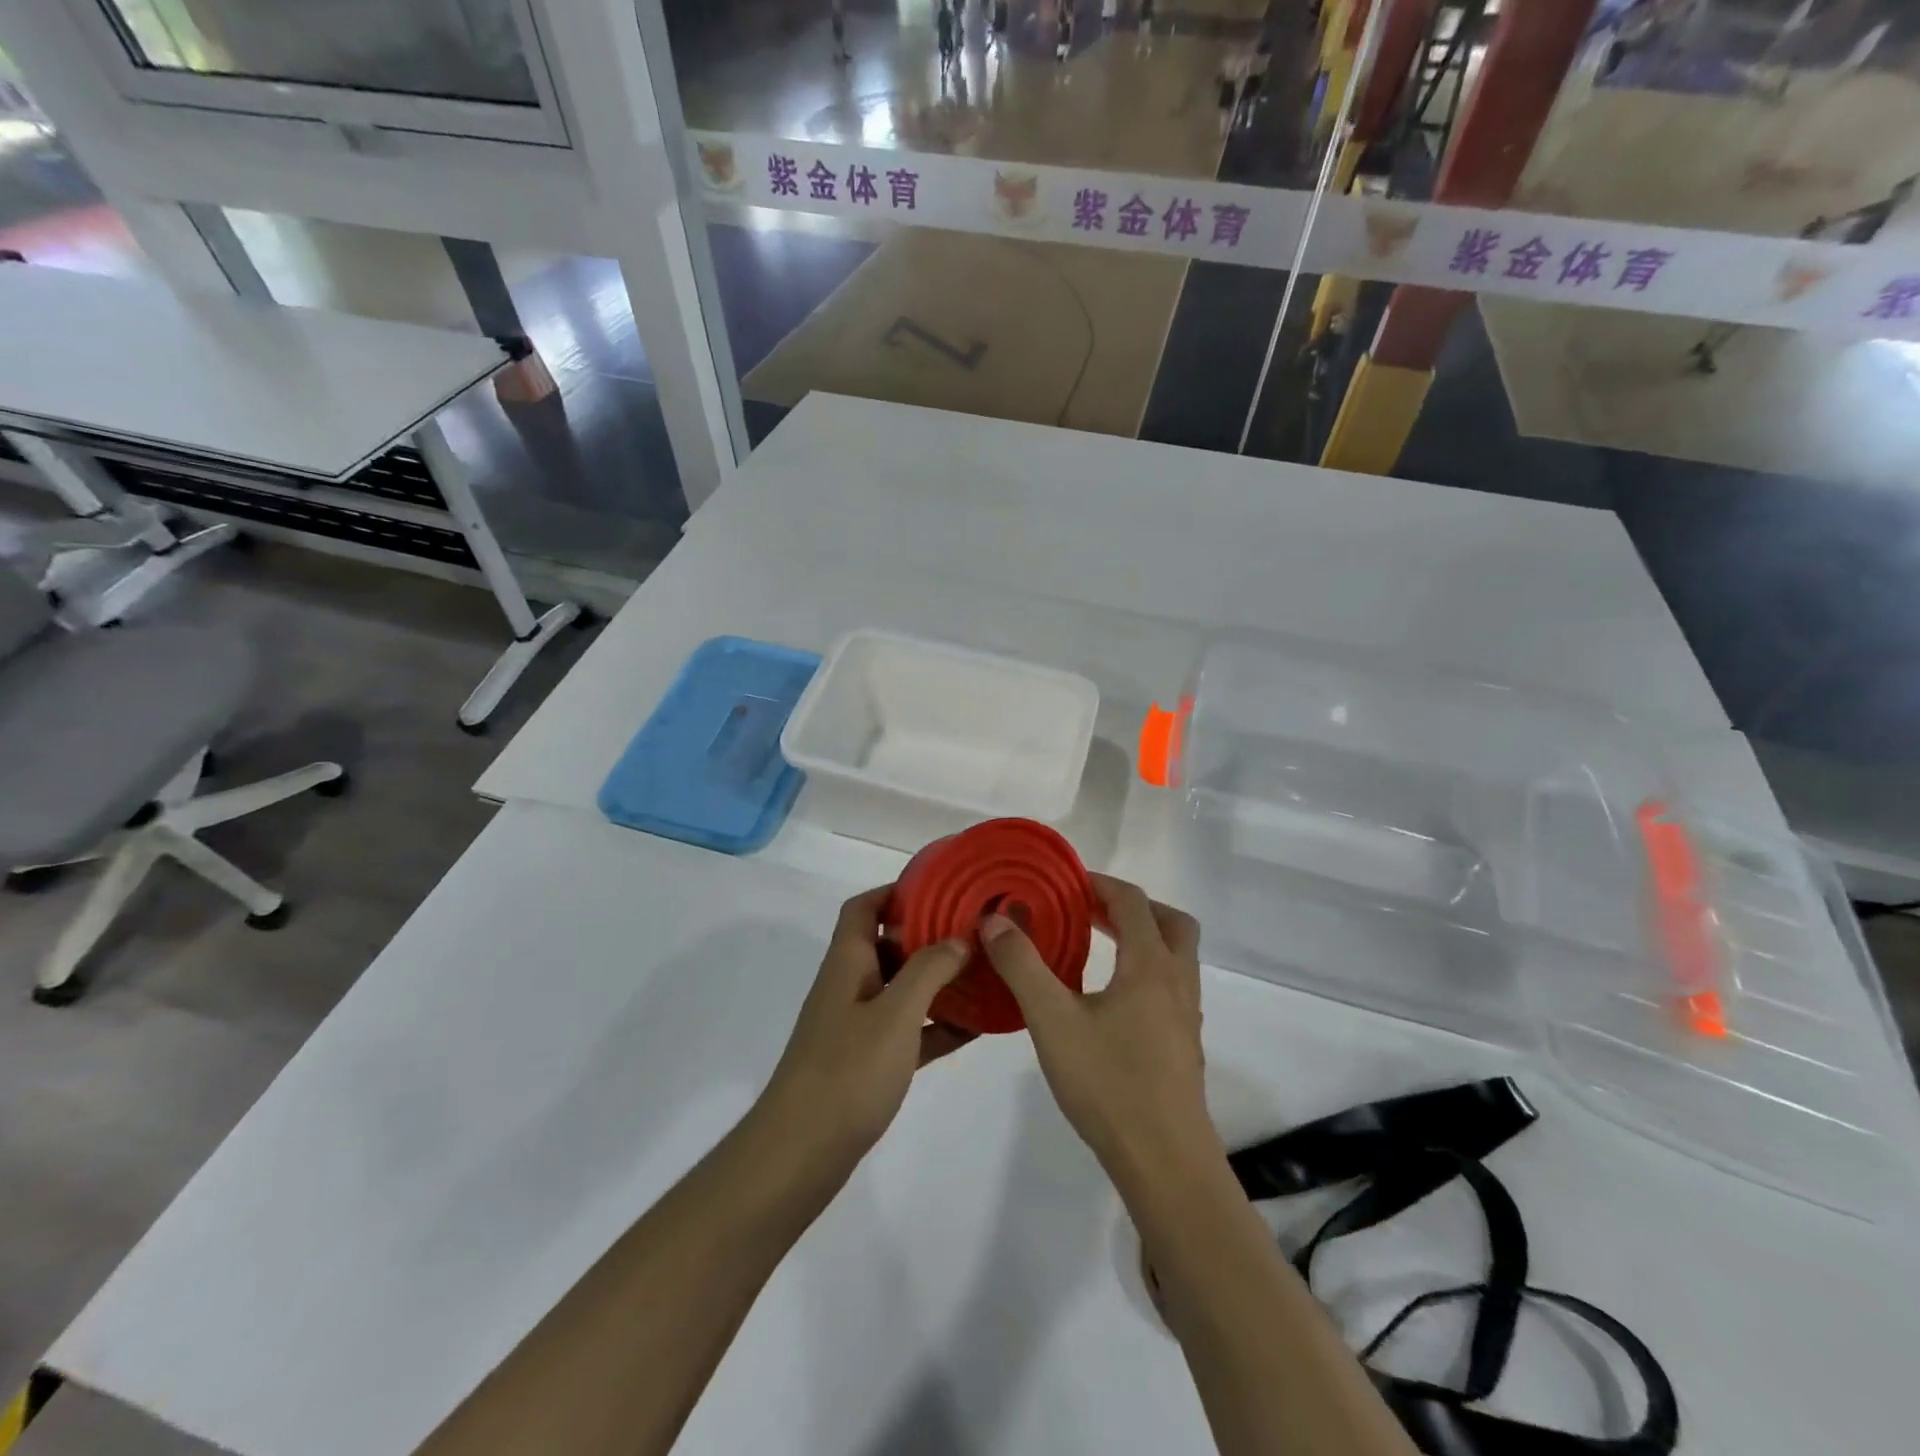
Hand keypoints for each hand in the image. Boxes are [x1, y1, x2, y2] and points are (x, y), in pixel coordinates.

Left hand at [754, 887, 976, 1178]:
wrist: (800, 1154)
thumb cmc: (847, 1072)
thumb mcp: (895, 1014)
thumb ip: (928, 970)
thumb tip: (958, 939)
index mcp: (847, 963)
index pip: (864, 908)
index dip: (896, 892)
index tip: (940, 890)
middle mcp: (850, 986)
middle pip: (887, 945)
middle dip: (928, 936)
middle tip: (974, 933)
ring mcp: (856, 1026)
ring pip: (901, 989)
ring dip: (937, 981)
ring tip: (982, 975)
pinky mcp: (867, 1062)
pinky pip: (908, 1031)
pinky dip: (936, 1026)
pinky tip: (974, 1028)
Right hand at [980, 874, 1219, 1186]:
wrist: (1165, 1162)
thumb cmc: (1108, 1083)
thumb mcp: (1052, 1020)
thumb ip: (1022, 965)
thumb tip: (996, 919)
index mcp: (1150, 965)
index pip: (1133, 902)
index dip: (1100, 884)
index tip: (1067, 883)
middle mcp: (1177, 982)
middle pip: (1170, 922)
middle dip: (1132, 907)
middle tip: (1090, 911)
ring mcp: (1186, 1016)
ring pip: (1176, 956)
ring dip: (1143, 938)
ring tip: (1098, 949)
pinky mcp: (1185, 1045)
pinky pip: (1171, 986)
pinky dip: (1146, 971)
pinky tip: (1111, 1001)